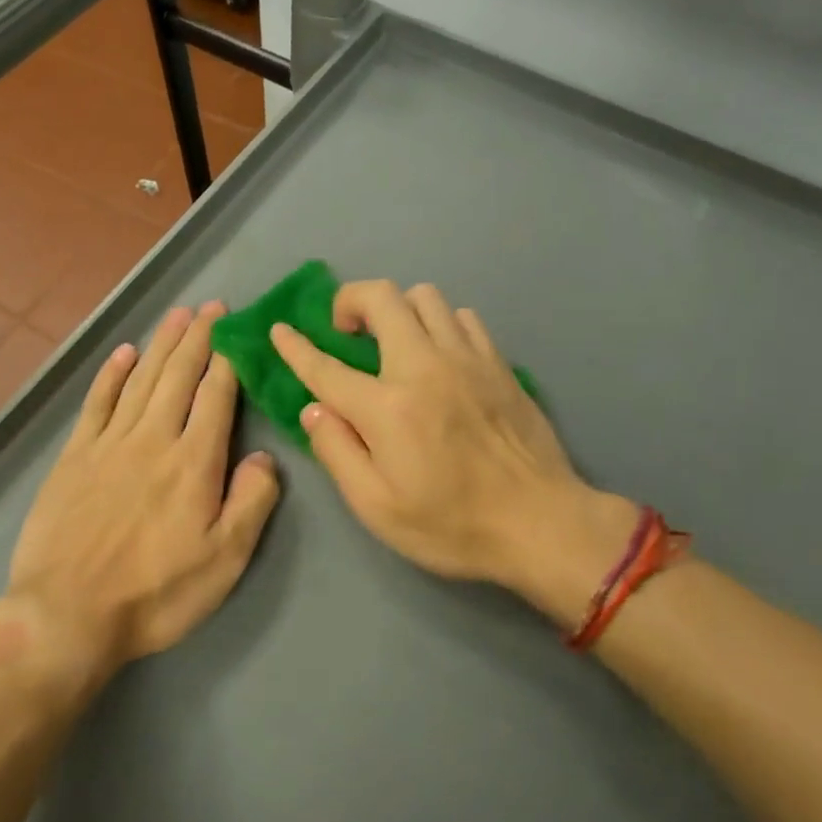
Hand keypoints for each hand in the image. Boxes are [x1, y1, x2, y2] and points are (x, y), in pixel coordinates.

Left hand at [0, 302, 280, 690]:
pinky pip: (97, 403)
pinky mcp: (74, 456)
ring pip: (141, 380)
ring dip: (161, 344)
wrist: (66, 616)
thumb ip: (251, 503)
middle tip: (211, 306)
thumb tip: (265, 457)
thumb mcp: (224, 561)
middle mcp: (152, 439)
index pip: (216, 396)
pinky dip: (112, 374)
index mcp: (193, 462)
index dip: (228, 359)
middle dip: (198, 338)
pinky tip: (123, 353)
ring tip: (177, 315)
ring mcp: (109, 444)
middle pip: (178, 376)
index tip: (237, 329)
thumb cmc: (155, 594)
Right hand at [271, 281, 635, 622]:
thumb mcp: (377, 507)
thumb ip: (337, 452)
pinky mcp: (497, 362)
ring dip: (397, 308)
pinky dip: (440, 323)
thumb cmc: (452, 525)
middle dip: (350, 300)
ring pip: (425, 296)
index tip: (280, 329)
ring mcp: (466, 358)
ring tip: (392, 340)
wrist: (541, 523)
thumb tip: (313, 410)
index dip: (296, 346)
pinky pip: (462, 317)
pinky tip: (439, 353)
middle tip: (344, 330)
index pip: (326, 367)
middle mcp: (424, 367)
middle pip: (381, 298)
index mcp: (387, 408)